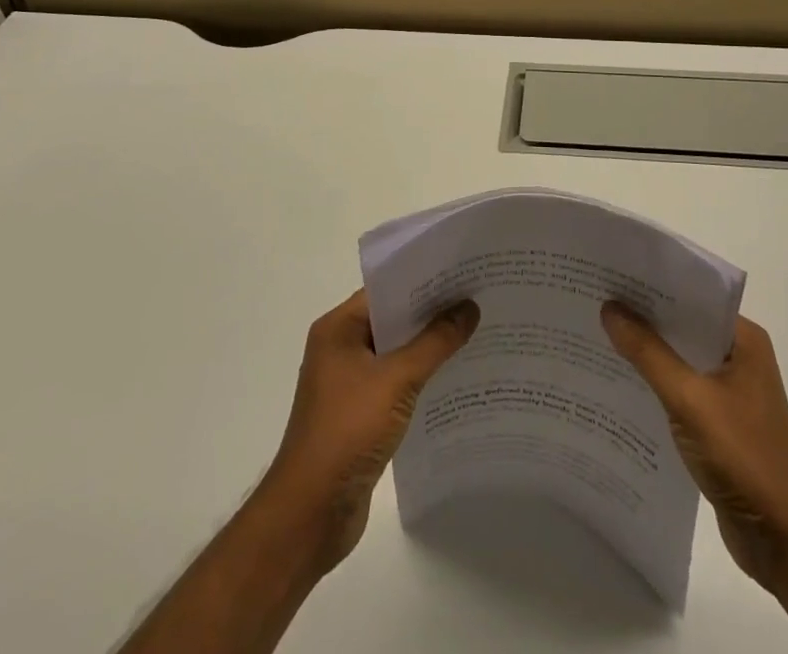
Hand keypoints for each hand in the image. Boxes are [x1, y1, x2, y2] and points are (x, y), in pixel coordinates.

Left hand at [260, 289, 478, 573]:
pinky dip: (421, 379)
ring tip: (474, 333)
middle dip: (431, 313)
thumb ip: (435, 342)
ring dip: (428, 347)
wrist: (311, 514)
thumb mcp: (396, 379)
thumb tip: (469, 307)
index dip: (422, 280)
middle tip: (476, 298)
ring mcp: (349, 384)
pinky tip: (454, 379)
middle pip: (392, 320)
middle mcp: (340, 349)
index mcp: (338, 329)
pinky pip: (396, 384)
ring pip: (396, 353)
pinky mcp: (359, 415)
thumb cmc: (347, 431)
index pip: (385, 290)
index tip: (461, 273)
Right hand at [601, 303, 787, 591]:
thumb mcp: (690, 399)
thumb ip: (648, 353)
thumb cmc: (744, 458)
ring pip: (679, 359)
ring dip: (645, 352)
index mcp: (743, 339)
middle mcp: (739, 357)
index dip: (652, 285)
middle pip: (683, 326)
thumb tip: (610, 307)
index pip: (692, 296)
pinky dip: (654, 384)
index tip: (611, 274)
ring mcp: (730, 391)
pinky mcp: (719, 422)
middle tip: (594, 300)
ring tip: (596, 335)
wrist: (785, 543)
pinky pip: (680, 389)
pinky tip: (619, 384)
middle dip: (643, 317)